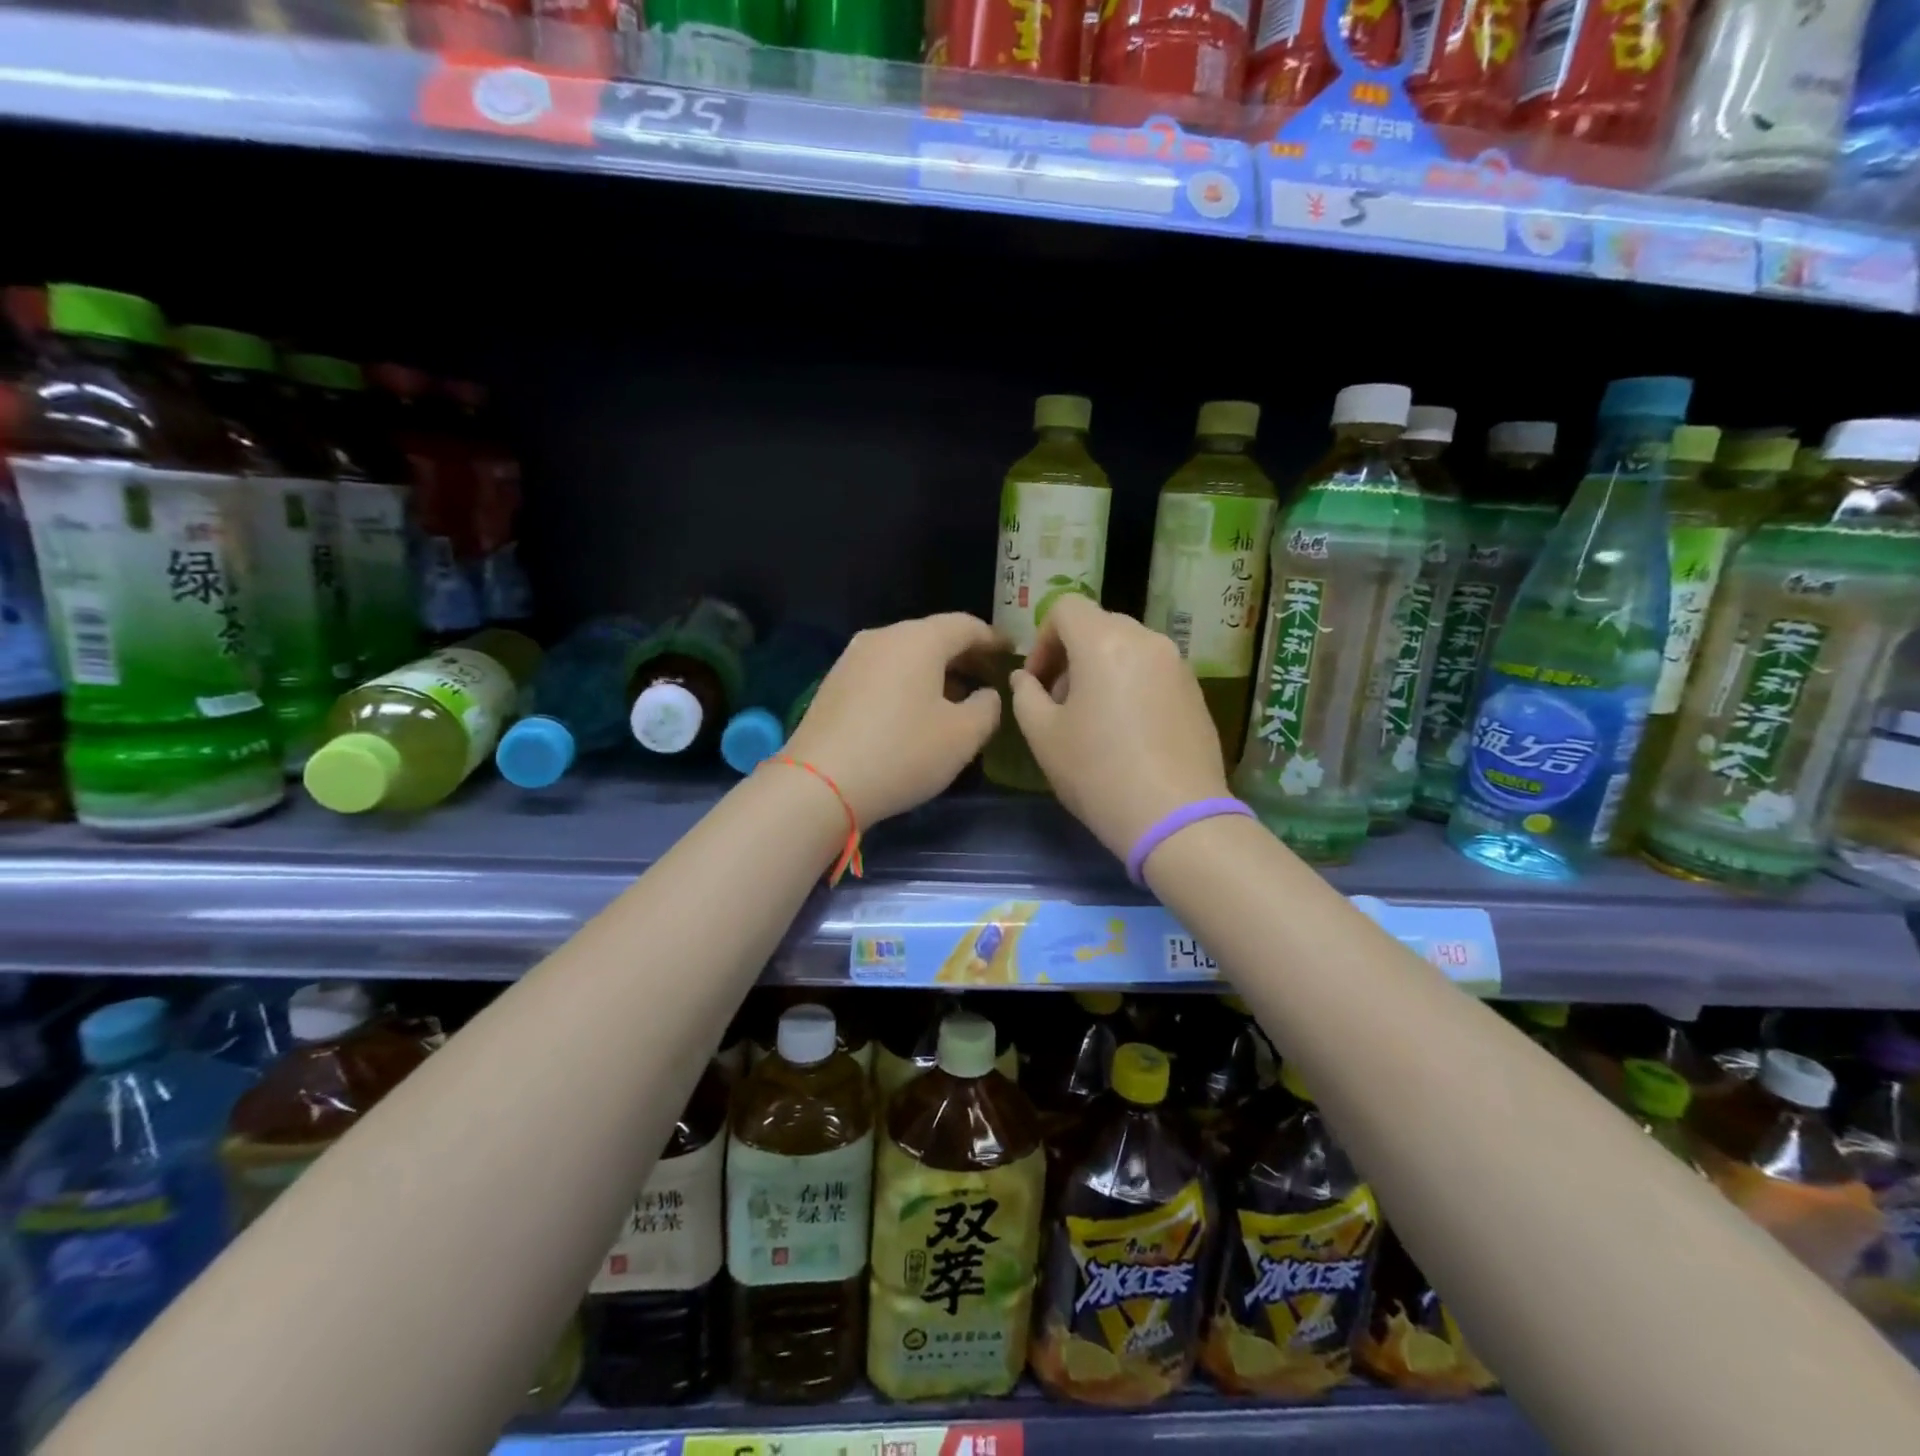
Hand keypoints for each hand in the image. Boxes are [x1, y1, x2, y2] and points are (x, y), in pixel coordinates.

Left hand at [783, 613, 1004, 826]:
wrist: (820, 783)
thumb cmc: (902, 753)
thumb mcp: (963, 736)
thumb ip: (987, 708)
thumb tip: (986, 694)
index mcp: (918, 640)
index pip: (966, 625)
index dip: (993, 639)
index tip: (1011, 654)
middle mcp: (883, 637)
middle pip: (933, 636)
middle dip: (964, 655)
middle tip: (987, 677)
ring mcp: (853, 658)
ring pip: (905, 654)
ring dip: (934, 670)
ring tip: (954, 697)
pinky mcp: (834, 683)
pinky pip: (883, 671)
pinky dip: (907, 682)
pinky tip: (914, 711)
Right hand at [1010, 595, 1230, 860]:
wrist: (1176, 817)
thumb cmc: (1098, 773)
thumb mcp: (1043, 736)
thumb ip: (1025, 696)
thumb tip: (1025, 678)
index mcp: (1104, 642)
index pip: (1066, 608)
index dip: (1043, 639)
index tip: (1038, 681)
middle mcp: (1146, 640)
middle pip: (1099, 625)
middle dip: (1071, 655)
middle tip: (1060, 701)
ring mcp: (1178, 665)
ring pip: (1128, 648)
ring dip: (1102, 669)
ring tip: (1094, 719)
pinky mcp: (1196, 691)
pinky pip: (1153, 670)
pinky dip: (1131, 684)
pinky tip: (1127, 732)